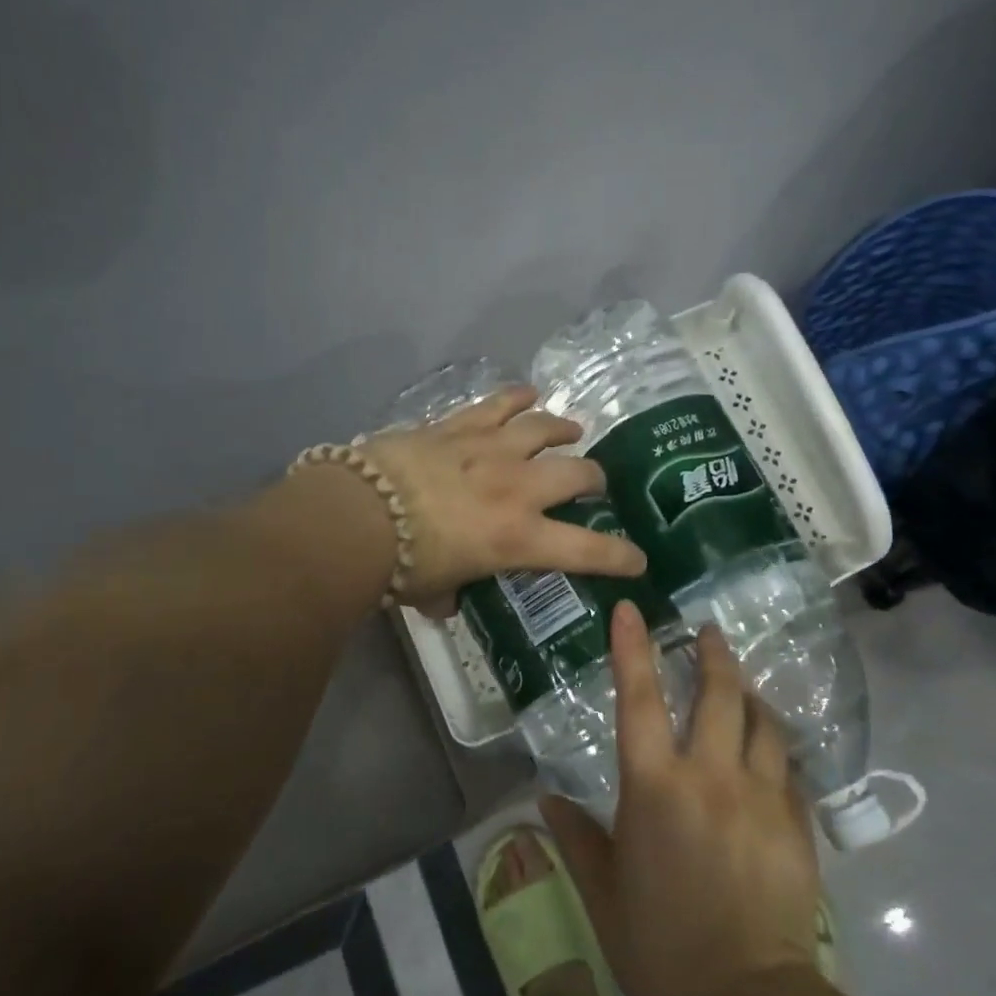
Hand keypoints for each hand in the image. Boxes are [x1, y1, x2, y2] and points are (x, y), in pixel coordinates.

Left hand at [362, 386, 646, 613]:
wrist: (358, 514)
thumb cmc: (399, 564)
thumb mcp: (434, 591)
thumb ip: (450, 595)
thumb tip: (447, 602)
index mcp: (519, 538)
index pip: (587, 550)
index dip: (620, 556)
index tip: (637, 559)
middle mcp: (518, 488)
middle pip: (578, 473)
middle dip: (594, 479)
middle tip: (592, 484)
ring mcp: (492, 449)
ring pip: (545, 428)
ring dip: (563, 428)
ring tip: (571, 430)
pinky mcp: (461, 425)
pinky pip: (499, 403)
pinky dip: (518, 397)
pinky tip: (528, 393)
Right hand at [543, 602, 824, 995]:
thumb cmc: (661, 946)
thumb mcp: (604, 892)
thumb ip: (575, 836)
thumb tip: (545, 799)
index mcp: (655, 787)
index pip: (640, 698)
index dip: (633, 648)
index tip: (632, 608)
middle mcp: (711, 776)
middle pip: (718, 694)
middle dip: (714, 654)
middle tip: (708, 632)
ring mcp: (761, 796)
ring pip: (763, 722)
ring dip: (750, 696)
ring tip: (742, 687)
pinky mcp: (797, 823)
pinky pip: (787, 767)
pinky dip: (773, 748)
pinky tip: (768, 752)